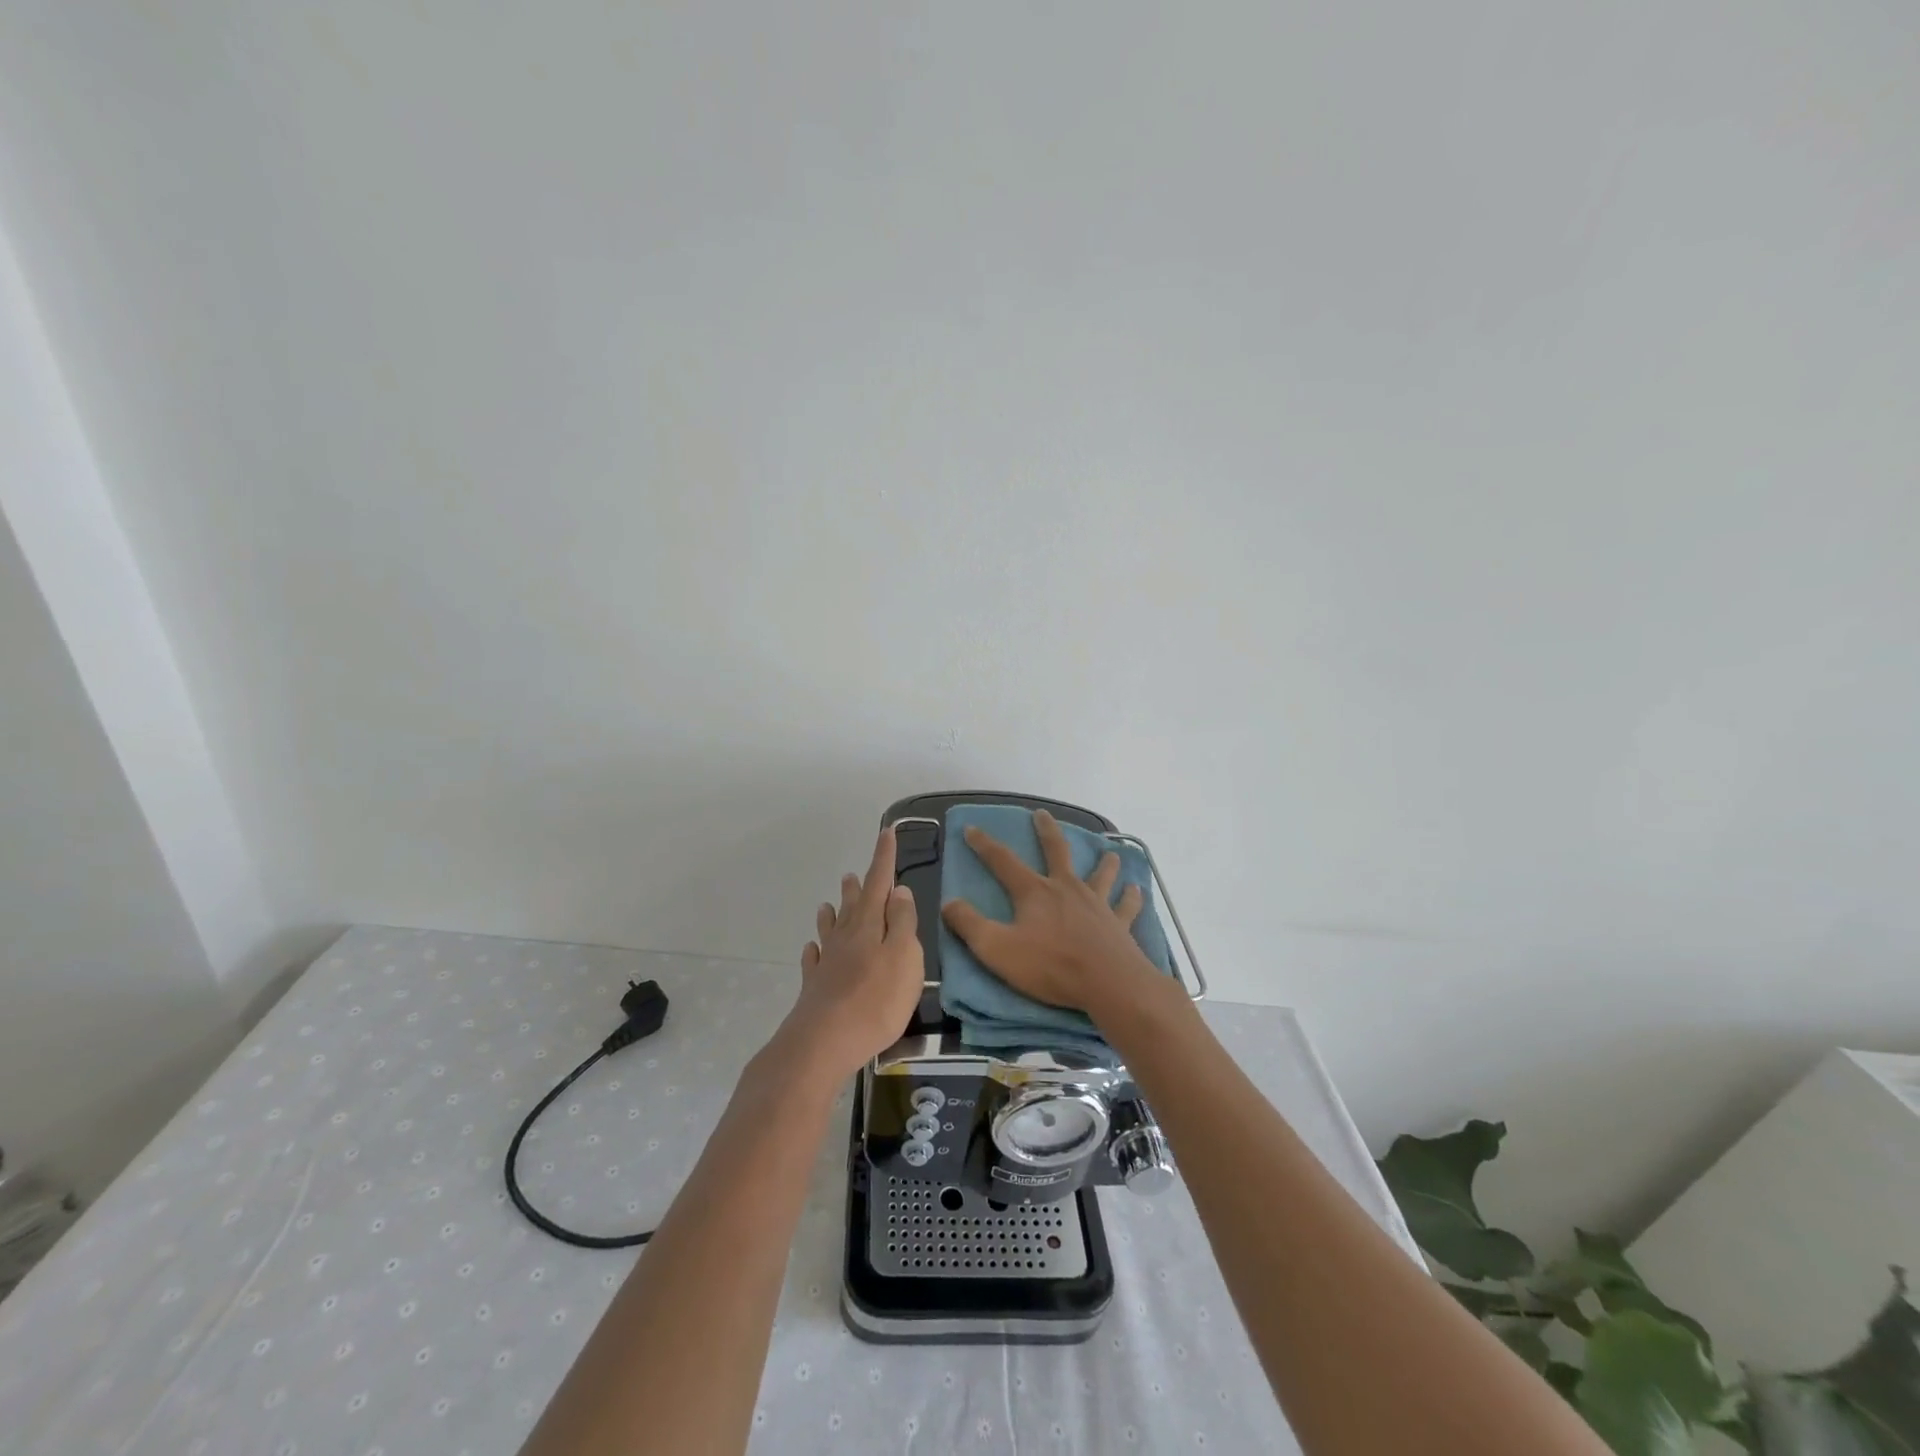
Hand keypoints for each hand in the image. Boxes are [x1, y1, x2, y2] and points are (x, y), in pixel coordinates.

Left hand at [780, 825, 924, 1081]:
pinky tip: (811, 950)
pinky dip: (814, 950)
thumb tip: (898, 890)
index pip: (878, 882)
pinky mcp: (815, 988)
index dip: (884, 857)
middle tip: (852, 873)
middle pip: (852, 905)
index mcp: (869, 925)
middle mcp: (845, 937)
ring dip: (832, 914)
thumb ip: (903, 923)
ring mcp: (827, 963)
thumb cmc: (876, 1000)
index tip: (886, 832)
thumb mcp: (904, 957)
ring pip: (830, 930)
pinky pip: (814, 961)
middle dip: (857, 887)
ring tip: (828, 903)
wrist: (824, 1042)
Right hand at [941, 808, 1165, 1016]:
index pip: (1003, 861)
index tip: (971, 829)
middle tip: (1042, 815)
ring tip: (1109, 853)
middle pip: (1056, 851)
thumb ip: (969, 925)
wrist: (1109, 984)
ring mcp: (1097, 904)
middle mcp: (1066, 889)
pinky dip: (1131, 897)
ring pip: (1100, 874)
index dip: (984, 845)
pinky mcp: (1120, 924)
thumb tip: (949, 903)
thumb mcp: (996, 949)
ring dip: (1103, 863)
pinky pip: (1126, 906)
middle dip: (1046, 832)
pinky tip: (1136, 890)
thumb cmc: (1050, 966)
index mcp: (1034, 892)